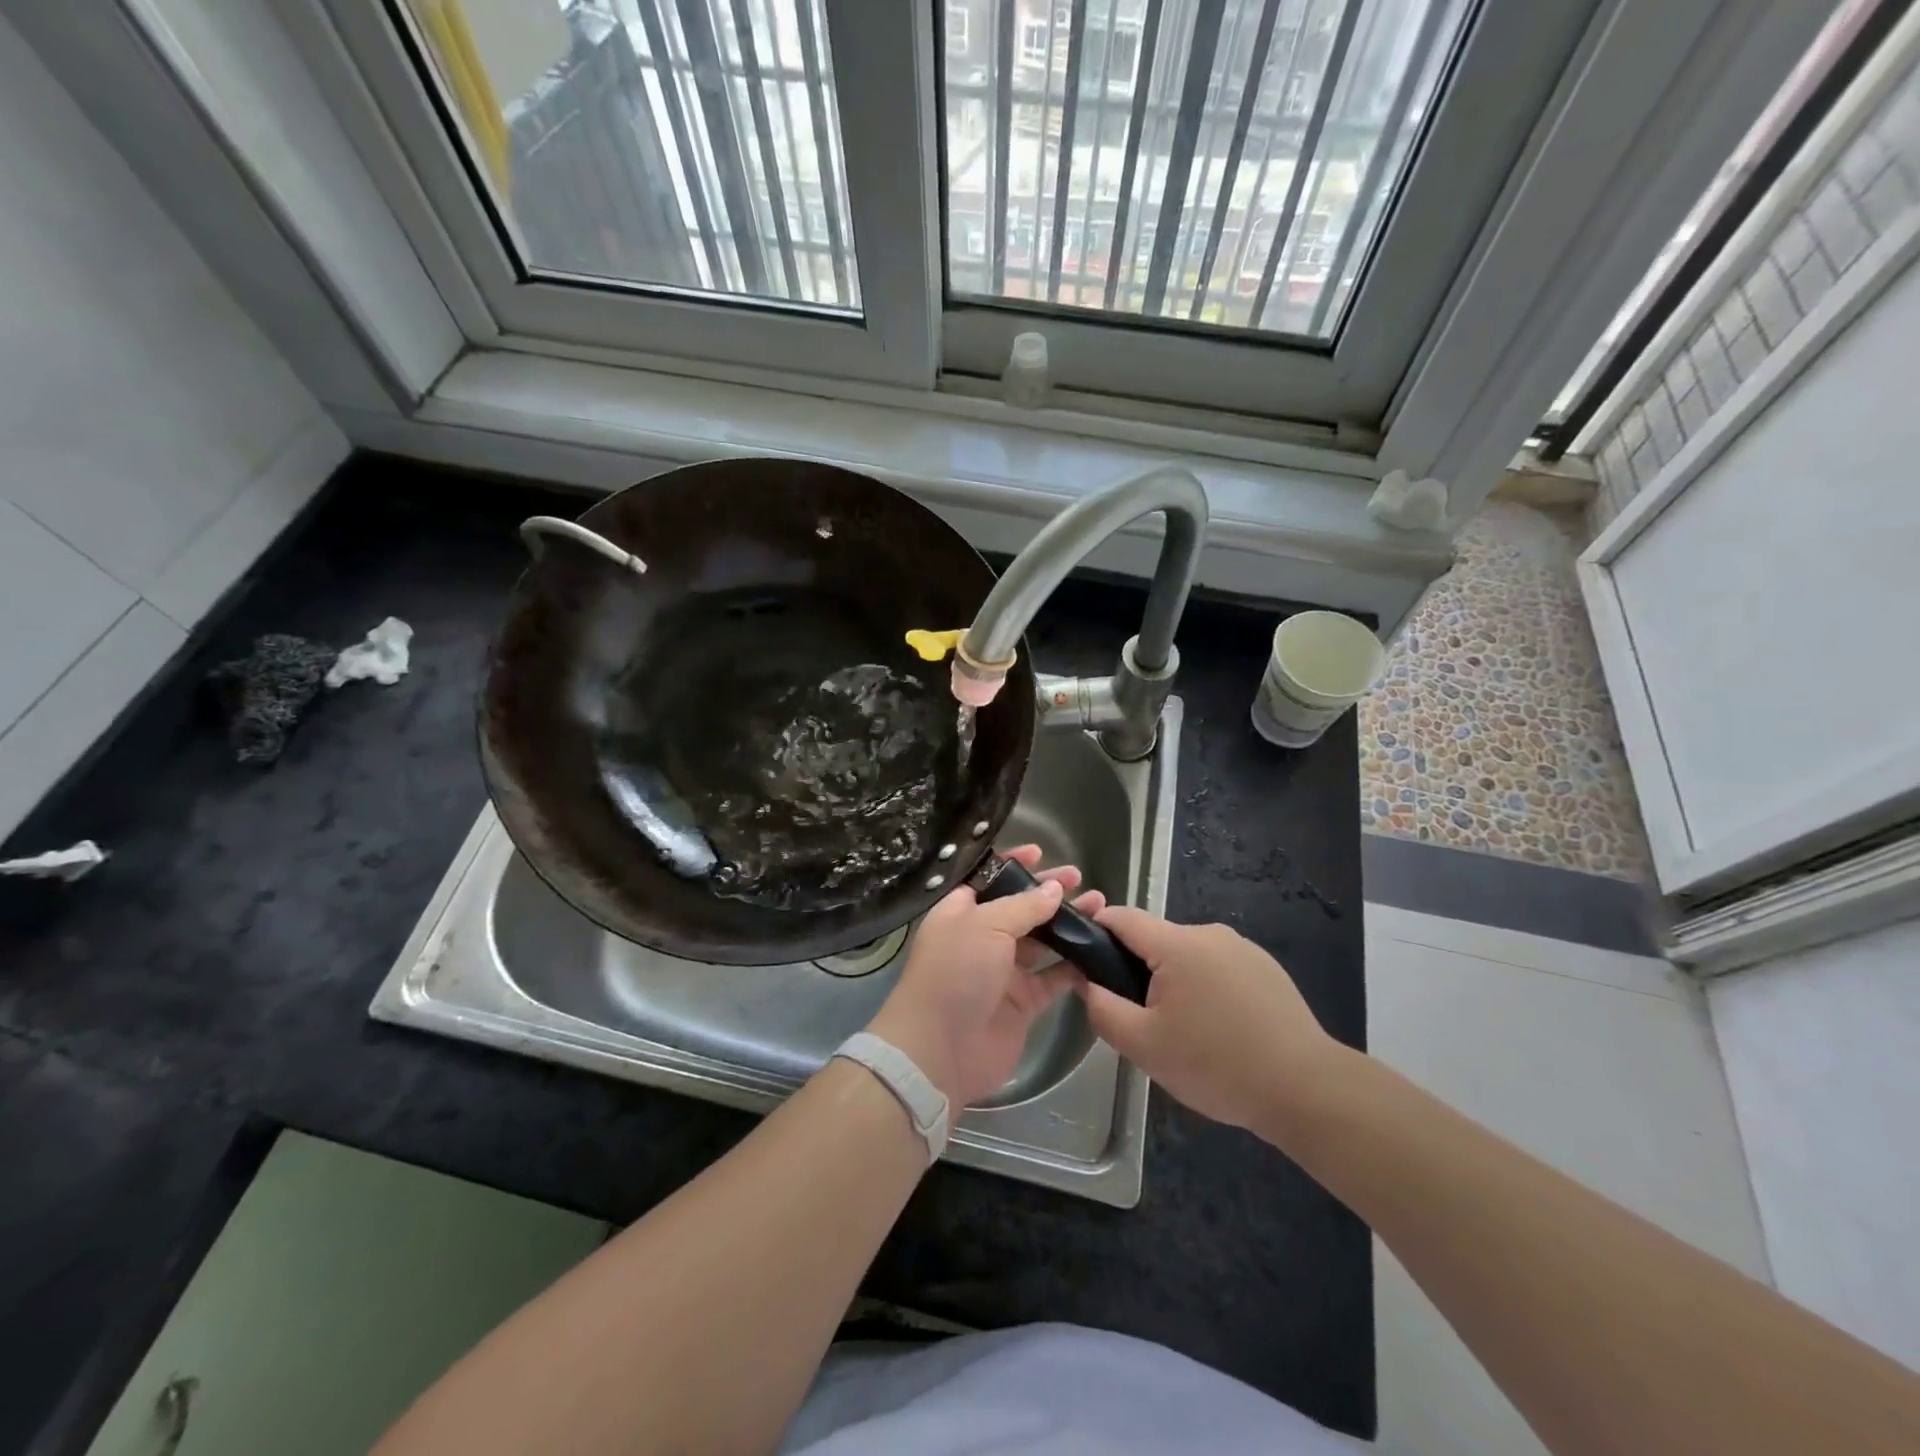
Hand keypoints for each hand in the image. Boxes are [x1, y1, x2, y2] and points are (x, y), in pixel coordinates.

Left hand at [867, 846, 1101, 1107]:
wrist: (940, 1049)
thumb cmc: (954, 973)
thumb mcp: (985, 925)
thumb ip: (1023, 906)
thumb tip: (1054, 889)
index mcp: (960, 913)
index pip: (988, 879)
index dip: (1012, 865)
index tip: (1040, 852)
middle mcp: (981, 938)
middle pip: (1020, 908)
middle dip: (1048, 893)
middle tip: (1080, 879)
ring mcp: (1003, 972)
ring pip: (1042, 941)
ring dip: (1068, 925)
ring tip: (1100, 908)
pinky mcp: (1023, 1003)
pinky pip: (1054, 978)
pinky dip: (1075, 966)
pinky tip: (1099, 949)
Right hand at [1074, 907, 1342, 1140]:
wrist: (1307, 1090)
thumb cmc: (1217, 1065)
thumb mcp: (1144, 1046)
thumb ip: (1103, 1009)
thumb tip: (1087, 982)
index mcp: (1178, 944)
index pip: (1122, 917)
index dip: (1095, 931)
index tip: (1083, 962)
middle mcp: (1210, 933)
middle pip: (1155, 940)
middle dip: (1137, 970)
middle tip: (1140, 1019)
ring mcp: (1243, 949)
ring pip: (1187, 956)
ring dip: (1173, 982)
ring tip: (1183, 1033)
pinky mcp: (1266, 969)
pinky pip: (1217, 968)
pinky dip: (1205, 990)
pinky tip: (1218, 1031)